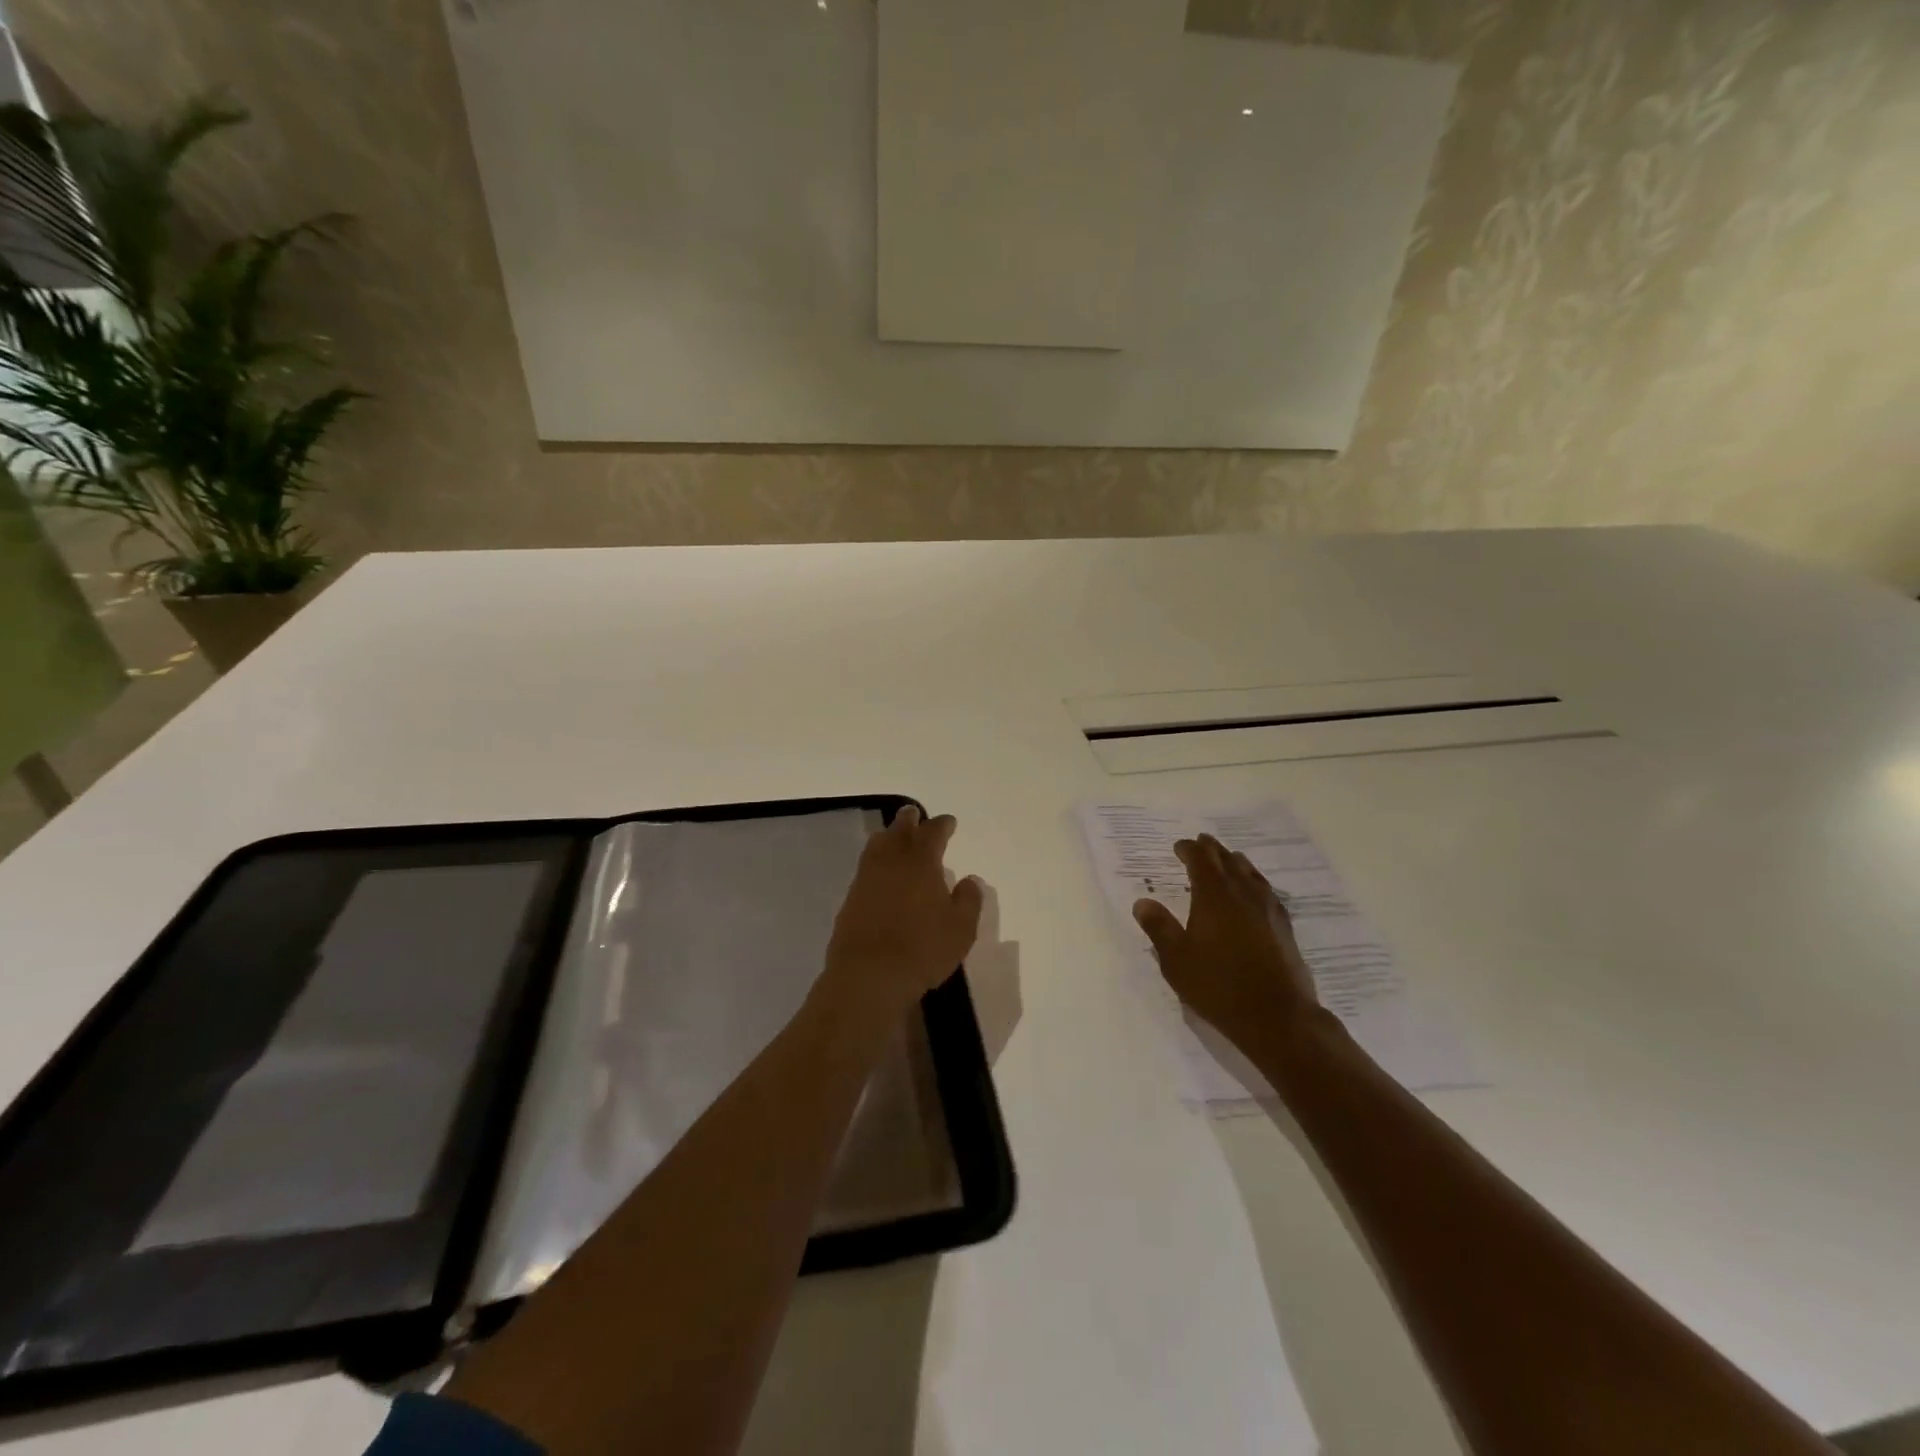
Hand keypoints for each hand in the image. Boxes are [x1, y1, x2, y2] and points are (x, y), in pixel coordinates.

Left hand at [818, 805, 983, 1032]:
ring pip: (877, 845)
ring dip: (888, 836)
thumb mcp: (961, 928)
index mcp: (921, 861)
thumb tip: (970, 879)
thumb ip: (969, 900)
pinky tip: (880, 871)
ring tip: (894, 837)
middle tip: (915, 815)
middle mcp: (891, 861)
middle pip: (899, 830)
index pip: (933, 832)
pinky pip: (865, 867)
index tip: (949, 822)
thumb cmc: (923, 949)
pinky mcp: (850, 898)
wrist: (869, 975)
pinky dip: (875, 861)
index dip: (942, 825)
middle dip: (910, 820)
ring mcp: (866, 878)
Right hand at [1133, 834, 1320, 1052]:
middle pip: (1228, 861)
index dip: (1189, 849)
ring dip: (1235, 862)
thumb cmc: (1218, 986)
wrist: (1277, 1016)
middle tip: (1201, 843)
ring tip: (1228, 861)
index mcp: (1214, 896)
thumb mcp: (1177, 960)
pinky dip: (1254, 882)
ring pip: (1251, 873)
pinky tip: (1255, 892)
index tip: (1179, 847)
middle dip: (1212, 850)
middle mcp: (1243, 894)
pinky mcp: (1284, 927)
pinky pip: (1266, 891)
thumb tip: (1142, 902)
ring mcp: (1268, 909)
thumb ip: (1159, 928)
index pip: (1201, 860)